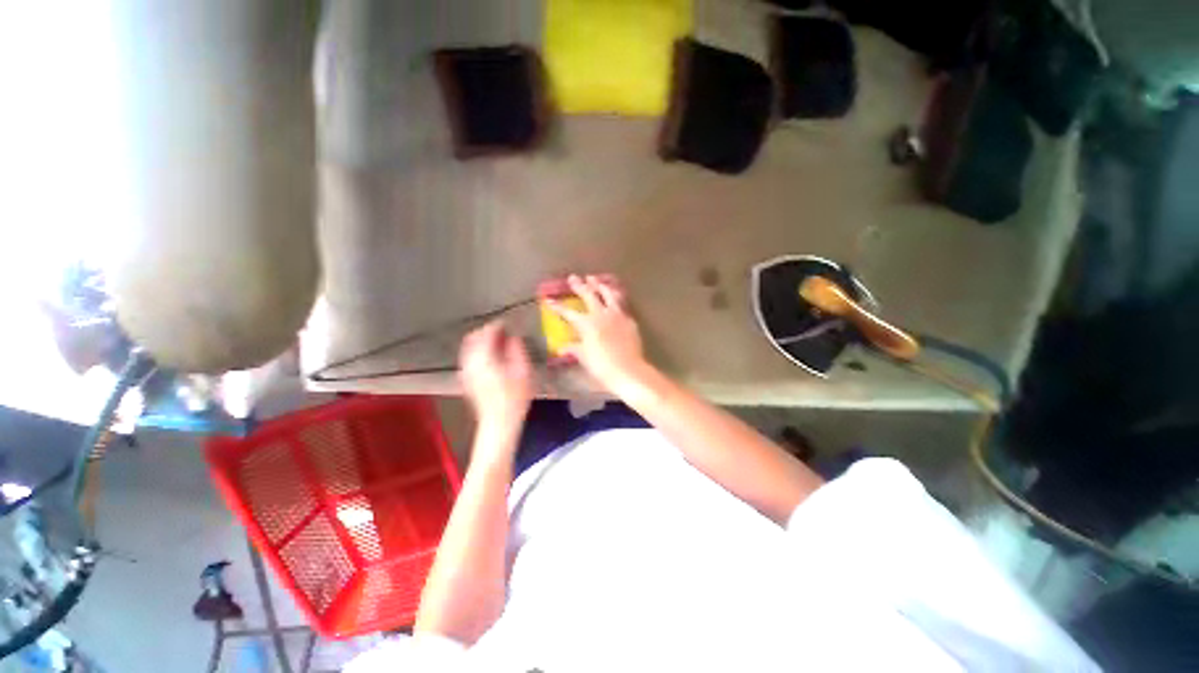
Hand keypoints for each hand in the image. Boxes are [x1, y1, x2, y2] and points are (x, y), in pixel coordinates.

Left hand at [459, 321, 532, 436]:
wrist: (498, 422)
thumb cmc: (514, 397)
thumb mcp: (523, 371)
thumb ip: (517, 350)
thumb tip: (514, 337)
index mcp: (484, 357)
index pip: (487, 332)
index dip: (497, 324)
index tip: (507, 322)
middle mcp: (471, 361)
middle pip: (473, 337)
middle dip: (487, 330)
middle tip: (502, 330)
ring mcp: (466, 371)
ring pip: (469, 347)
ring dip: (481, 340)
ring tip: (497, 341)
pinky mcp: (467, 379)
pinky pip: (469, 357)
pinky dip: (478, 351)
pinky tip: (490, 355)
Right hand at [550, 275, 648, 395]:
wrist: (628, 370)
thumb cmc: (602, 366)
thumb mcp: (584, 357)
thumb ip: (574, 348)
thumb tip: (562, 347)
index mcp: (587, 323)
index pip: (568, 312)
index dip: (558, 306)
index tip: (549, 300)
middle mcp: (601, 314)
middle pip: (589, 295)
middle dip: (579, 286)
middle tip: (573, 278)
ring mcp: (617, 315)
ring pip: (608, 294)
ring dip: (600, 285)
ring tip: (595, 279)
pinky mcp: (629, 320)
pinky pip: (621, 304)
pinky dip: (615, 298)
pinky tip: (614, 298)